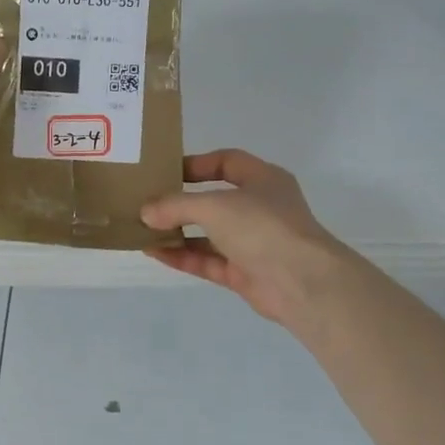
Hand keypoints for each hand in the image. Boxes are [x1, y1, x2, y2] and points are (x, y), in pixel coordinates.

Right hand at [140, 149, 348, 324]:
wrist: (302, 283)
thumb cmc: (262, 227)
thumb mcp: (213, 206)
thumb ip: (175, 206)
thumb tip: (144, 212)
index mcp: (263, 180)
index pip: (226, 162)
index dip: (196, 164)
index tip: (165, 171)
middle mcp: (259, 208)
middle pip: (213, 199)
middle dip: (180, 202)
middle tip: (147, 201)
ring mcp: (252, 242)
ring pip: (208, 233)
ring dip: (177, 231)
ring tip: (142, 228)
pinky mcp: (244, 272)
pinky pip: (207, 260)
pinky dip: (182, 256)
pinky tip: (153, 252)